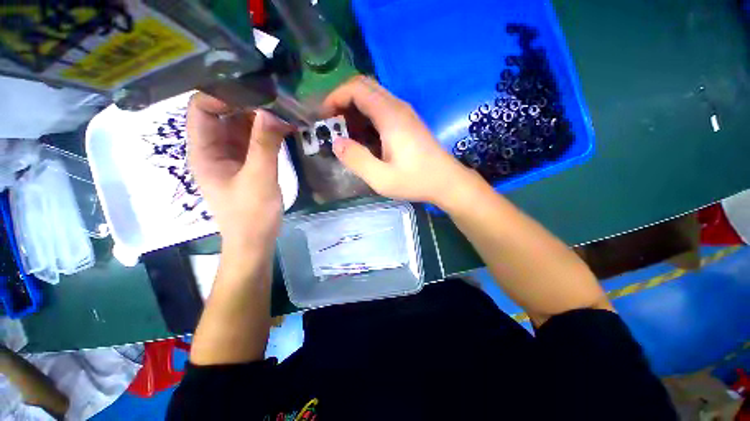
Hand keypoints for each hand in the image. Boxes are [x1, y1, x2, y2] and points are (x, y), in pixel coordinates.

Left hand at [186, 93, 290, 257]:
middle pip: (225, 114)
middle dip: (249, 105)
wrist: (255, 239)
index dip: (224, 95)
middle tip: (277, 98)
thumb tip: (272, 111)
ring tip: (285, 110)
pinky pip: (255, 140)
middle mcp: (214, 148)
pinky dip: (269, 132)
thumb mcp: (259, 179)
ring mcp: (232, 156)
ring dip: (262, 118)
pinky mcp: (248, 163)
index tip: (255, 92)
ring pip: (242, 126)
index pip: (202, 108)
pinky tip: (286, 128)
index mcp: (204, 150)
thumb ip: (264, 145)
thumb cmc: (251, 214)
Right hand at [322, 76, 476, 208]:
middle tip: (334, 126)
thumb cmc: (416, 181)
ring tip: (347, 135)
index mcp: (390, 116)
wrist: (446, 181)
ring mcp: (405, 113)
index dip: (335, 97)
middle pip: (364, 87)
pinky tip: (366, 139)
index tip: (324, 117)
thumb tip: (337, 143)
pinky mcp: (408, 122)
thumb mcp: (382, 178)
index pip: (357, 89)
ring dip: (355, 110)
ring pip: (373, 97)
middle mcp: (398, 107)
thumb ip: (357, 160)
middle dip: (343, 101)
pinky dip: (367, 117)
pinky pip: (382, 109)